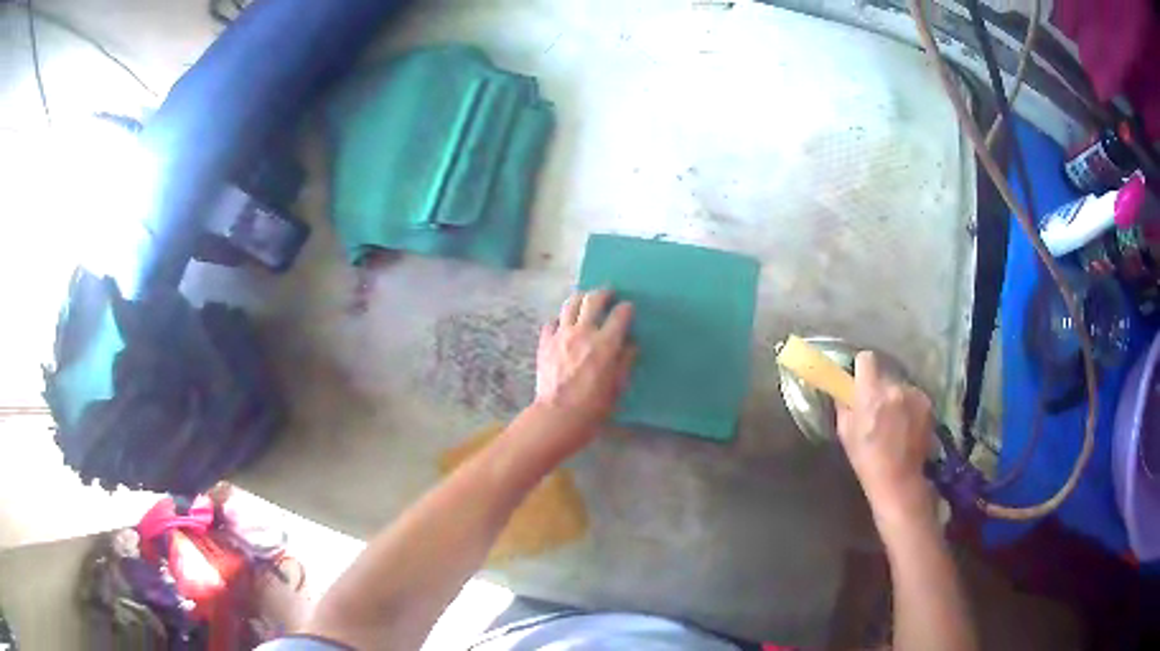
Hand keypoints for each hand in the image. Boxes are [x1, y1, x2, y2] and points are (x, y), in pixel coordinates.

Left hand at [533, 290, 635, 440]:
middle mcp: (583, 332)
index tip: (628, 309)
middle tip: (608, 294)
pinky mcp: (544, 342)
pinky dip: (560, 320)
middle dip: (604, 293)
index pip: (620, 314)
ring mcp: (561, 335)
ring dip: (581, 298)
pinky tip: (564, 326)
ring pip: (570, 304)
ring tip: (585, 300)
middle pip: (593, 299)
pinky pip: (552, 322)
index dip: (626, 309)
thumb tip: (630, 344)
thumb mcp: (617, 386)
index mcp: (606, 344)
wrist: (557, 417)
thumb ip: (625, 361)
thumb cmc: (593, 408)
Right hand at [837, 352, 935, 527]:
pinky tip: (907, 427)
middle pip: (885, 375)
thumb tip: (843, 390)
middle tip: (876, 410)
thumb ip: (844, 405)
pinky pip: (914, 396)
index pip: (866, 359)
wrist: (900, 481)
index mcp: (871, 394)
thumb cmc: (867, 460)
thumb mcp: (845, 433)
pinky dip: (909, 406)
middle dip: (879, 388)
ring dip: (896, 398)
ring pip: (900, 386)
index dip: (862, 369)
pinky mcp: (928, 404)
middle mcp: (895, 389)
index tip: (860, 382)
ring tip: (894, 423)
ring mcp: (915, 395)